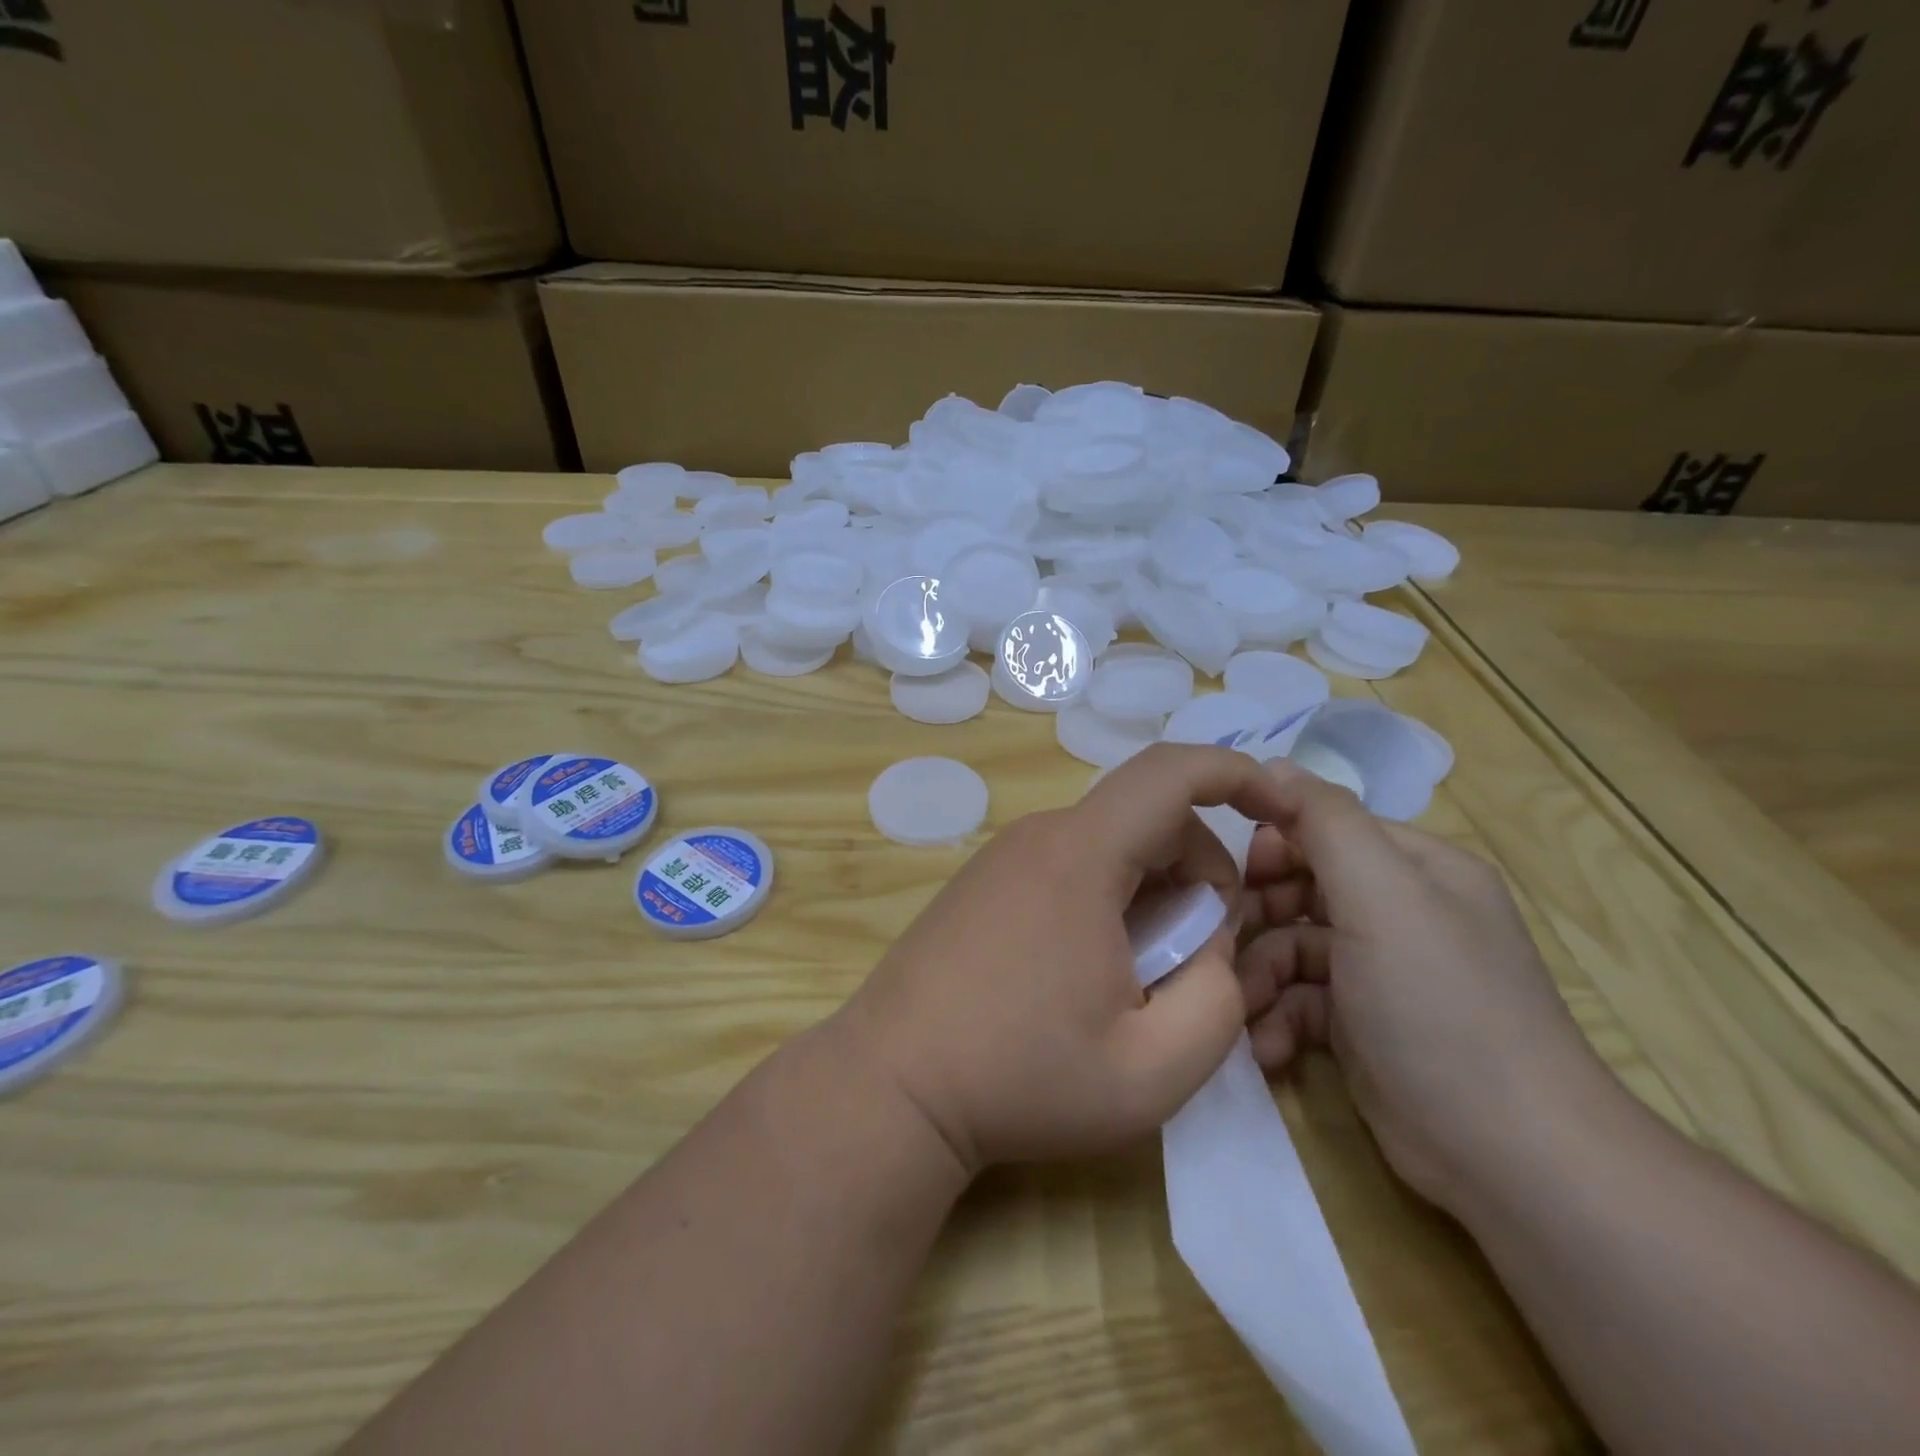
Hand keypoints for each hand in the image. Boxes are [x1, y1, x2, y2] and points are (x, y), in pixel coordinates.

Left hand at [840, 744, 1297, 1174]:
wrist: (892, 1085)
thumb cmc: (1021, 1078)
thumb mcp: (1153, 1069)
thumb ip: (1218, 1002)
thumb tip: (1211, 947)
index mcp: (1081, 856)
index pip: (1170, 772)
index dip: (1237, 774)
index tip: (1280, 809)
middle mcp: (1040, 836)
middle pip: (1147, 817)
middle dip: (1198, 871)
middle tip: (1195, 956)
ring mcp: (1003, 856)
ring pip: (1109, 844)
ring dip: (1152, 891)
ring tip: (1139, 976)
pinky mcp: (983, 882)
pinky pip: (1069, 865)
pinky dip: (1107, 898)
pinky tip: (1089, 971)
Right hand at [1236, 764, 1616, 1217]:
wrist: (1507, 1155)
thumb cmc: (1438, 1005)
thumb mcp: (1381, 896)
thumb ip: (1325, 822)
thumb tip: (1272, 765)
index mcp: (1416, 868)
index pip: (1325, 828)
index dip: (1274, 846)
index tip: (1237, 877)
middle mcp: (1400, 912)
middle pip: (1301, 888)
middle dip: (1258, 916)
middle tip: (1225, 944)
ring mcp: (1381, 973)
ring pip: (1292, 947)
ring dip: (1260, 976)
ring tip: (1244, 1010)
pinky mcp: (1362, 1026)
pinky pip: (1301, 1000)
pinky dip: (1279, 1020)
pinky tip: (1269, 1049)